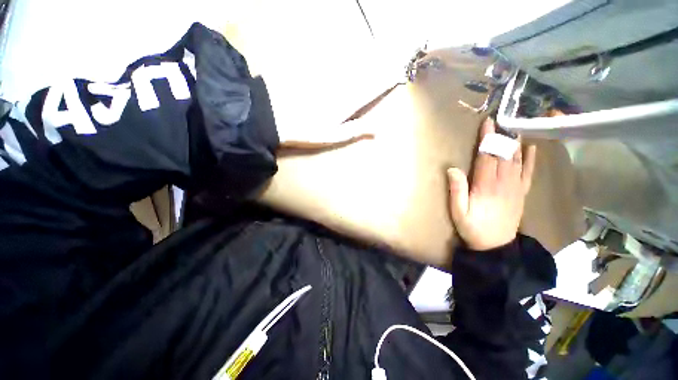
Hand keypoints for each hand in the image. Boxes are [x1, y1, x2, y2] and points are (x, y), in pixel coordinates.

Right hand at [447, 118, 535, 250]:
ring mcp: (515, 188)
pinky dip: (530, 160)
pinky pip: (528, 173)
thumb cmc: (473, 227)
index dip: (488, 139)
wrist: (495, 245)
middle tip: (500, 121)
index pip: (487, 157)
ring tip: (512, 129)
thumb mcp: (458, 211)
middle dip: (501, 137)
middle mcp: (504, 183)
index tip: (488, 123)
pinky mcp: (521, 193)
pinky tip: (531, 149)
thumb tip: (452, 169)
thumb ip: (456, 190)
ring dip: (514, 144)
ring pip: (517, 160)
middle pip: (504, 155)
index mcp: (486, 186)